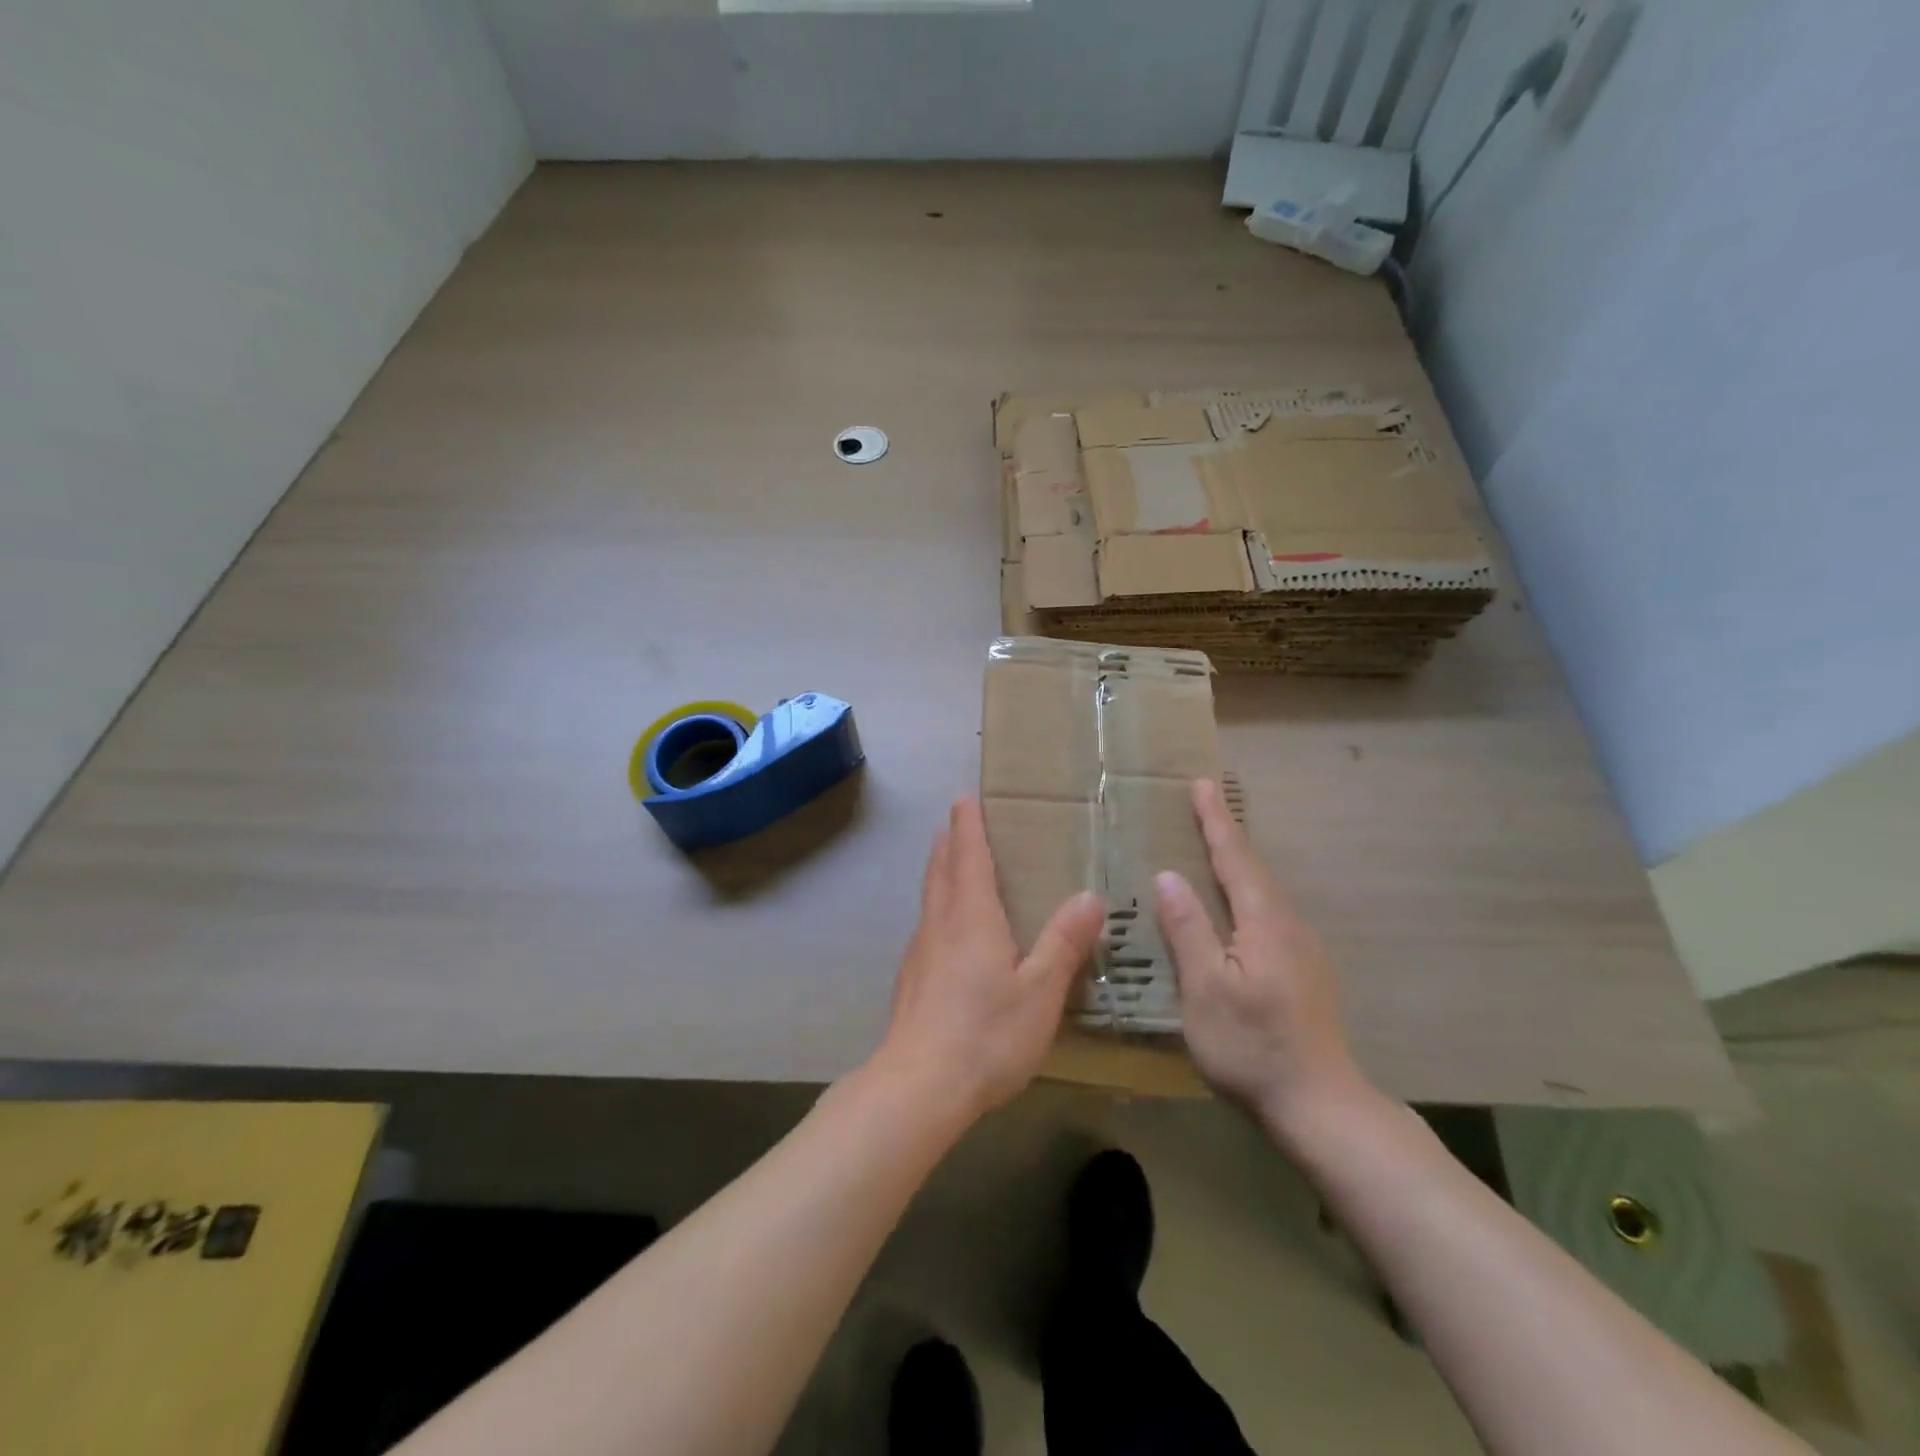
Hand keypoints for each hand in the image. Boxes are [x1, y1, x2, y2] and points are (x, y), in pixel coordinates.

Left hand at [873, 798, 1104, 1121]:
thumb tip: (1091, 897)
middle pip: (941, 870)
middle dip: (949, 842)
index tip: (965, 797)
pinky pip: (927, 927)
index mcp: (971, 917)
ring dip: (940, 872)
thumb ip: (1064, 944)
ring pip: (930, 898)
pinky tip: (948, 933)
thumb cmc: (985, 1034)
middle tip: (957, 821)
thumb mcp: (1039, 992)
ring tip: (952, 866)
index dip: (968, 825)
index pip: (967, 856)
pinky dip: (938, 908)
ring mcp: (919, 953)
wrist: (917, 1087)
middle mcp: (940, 924)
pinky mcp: (910, 981)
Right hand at [1154, 779, 1365, 1140]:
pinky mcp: (1304, 972)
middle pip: (1253, 869)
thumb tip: (1169, 876)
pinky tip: (1235, 908)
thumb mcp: (1205, 989)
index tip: (1201, 783)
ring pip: (1263, 892)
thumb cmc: (1252, 1046)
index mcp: (1264, 922)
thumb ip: (1188, 929)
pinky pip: (1268, 914)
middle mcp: (1289, 926)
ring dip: (1237, 863)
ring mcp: (1302, 950)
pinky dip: (1246, 894)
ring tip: (1213, 846)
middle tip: (1203, 804)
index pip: (1235, 858)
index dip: (1215, 820)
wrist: (1320, 1106)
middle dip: (1227, 833)